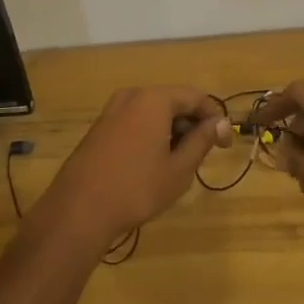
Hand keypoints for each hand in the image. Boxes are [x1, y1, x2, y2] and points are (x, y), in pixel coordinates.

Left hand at [35, 87, 231, 248]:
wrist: (79, 208)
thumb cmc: (137, 188)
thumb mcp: (178, 168)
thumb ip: (202, 140)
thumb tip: (221, 123)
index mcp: (154, 99)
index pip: (195, 97)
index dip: (214, 118)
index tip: (224, 145)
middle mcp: (132, 95)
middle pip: (173, 101)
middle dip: (191, 124)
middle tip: (200, 156)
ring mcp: (112, 109)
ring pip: (153, 111)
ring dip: (171, 130)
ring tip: (177, 162)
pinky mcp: (100, 126)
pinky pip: (134, 120)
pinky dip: (150, 134)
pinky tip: (151, 163)